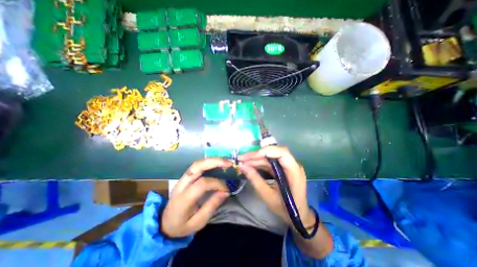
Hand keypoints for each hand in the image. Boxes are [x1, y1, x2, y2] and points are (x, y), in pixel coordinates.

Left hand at [162, 158, 232, 237]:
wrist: (164, 223)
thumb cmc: (182, 225)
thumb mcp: (198, 222)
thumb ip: (212, 206)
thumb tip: (226, 191)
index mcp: (183, 199)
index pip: (202, 184)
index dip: (217, 183)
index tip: (226, 189)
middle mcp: (181, 185)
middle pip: (197, 166)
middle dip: (215, 162)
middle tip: (229, 163)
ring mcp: (182, 179)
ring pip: (197, 163)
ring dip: (212, 160)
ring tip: (225, 162)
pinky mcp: (185, 177)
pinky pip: (197, 166)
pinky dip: (209, 163)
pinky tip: (217, 164)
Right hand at [240, 146, 315, 228]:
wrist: (298, 216)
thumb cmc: (285, 209)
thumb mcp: (268, 195)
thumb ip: (255, 179)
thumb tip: (242, 167)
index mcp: (294, 171)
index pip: (282, 153)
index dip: (265, 151)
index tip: (250, 157)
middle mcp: (292, 165)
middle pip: (273, 153)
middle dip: (256, 155)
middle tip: (241, 159)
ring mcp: (288, 166)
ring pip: (270, 157)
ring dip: (256, 159)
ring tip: (242, 162)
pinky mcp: (283, 169)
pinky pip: (270, 163)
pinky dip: (259, 163)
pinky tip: (250, 165)